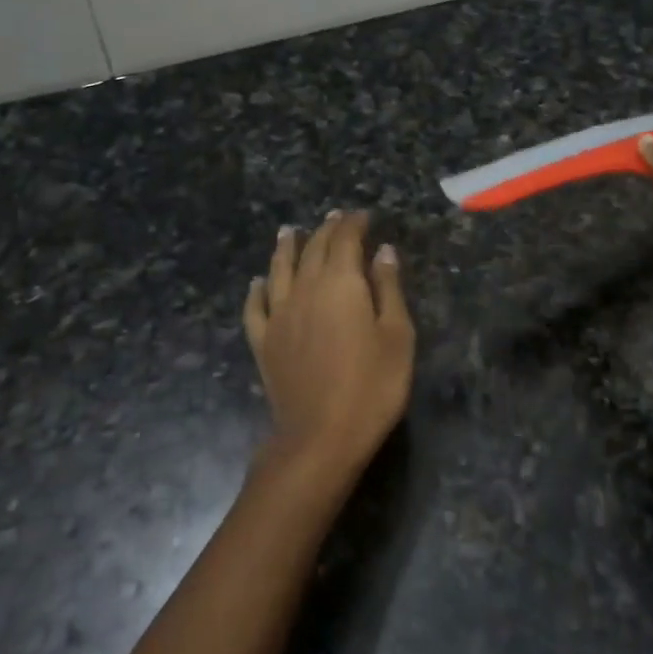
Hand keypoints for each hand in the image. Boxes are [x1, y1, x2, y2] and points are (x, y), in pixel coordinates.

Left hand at [242, 211, 414, 480]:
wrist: (320, 437)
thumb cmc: (371, 386)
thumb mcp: (397, 336)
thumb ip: (388, 289)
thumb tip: (382, 251)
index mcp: (340, 283)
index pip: (345, 240)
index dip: (353, 224)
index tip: (363, 216)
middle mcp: (305, 289)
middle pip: (313, 249)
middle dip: (326, 230)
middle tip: (335, 218)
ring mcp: (279, 316)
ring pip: (279, 270)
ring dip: (285, 247)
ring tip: (289, 232)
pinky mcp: (263, 342)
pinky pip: (256, 308)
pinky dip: (256, 291)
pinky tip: (257, 283)